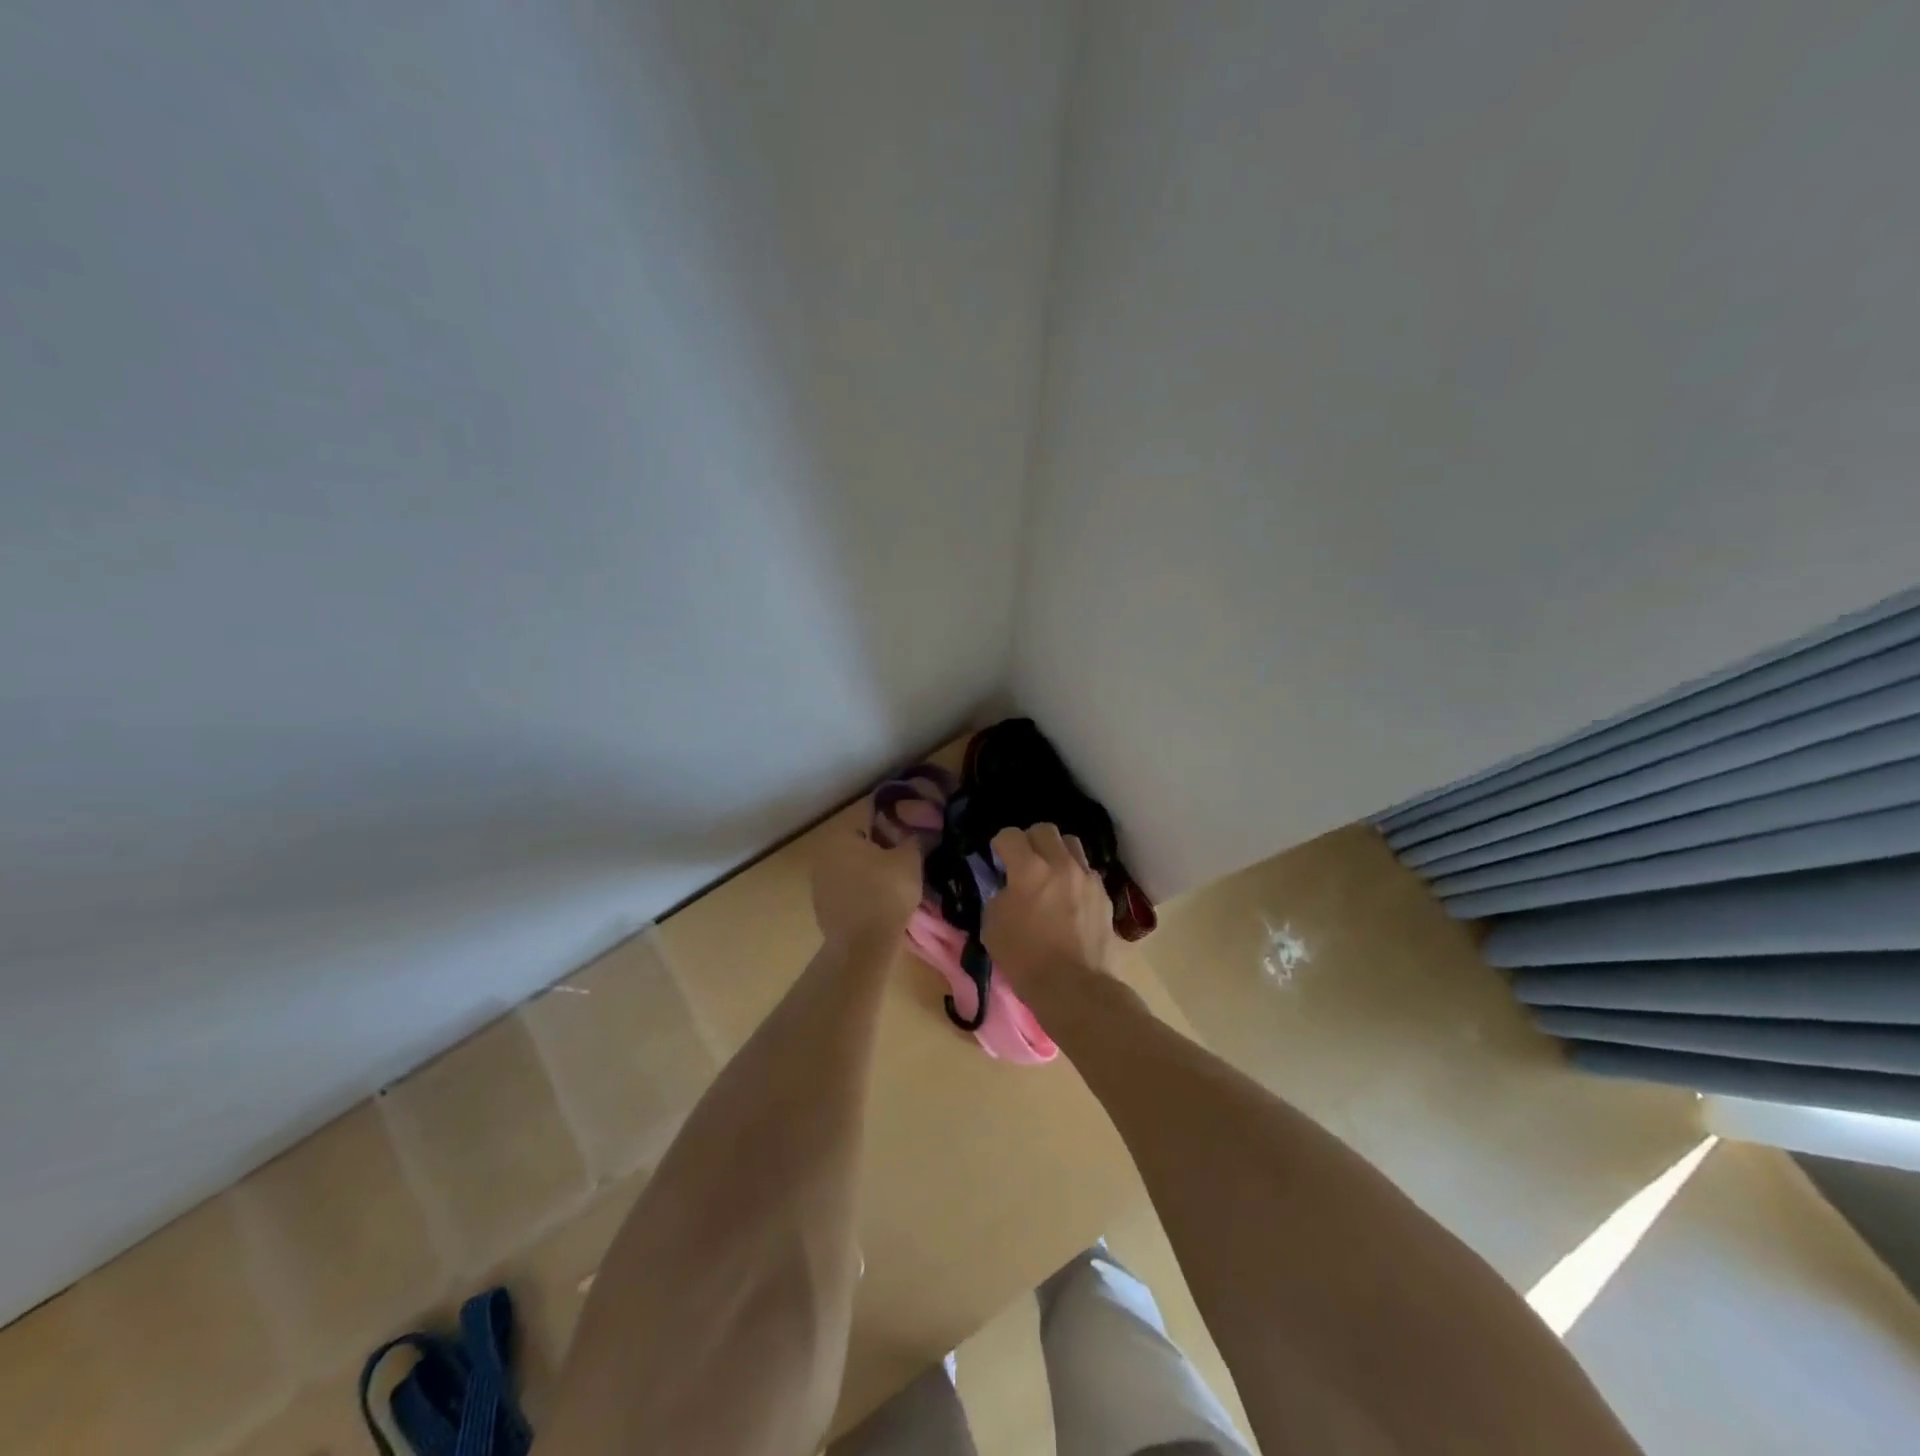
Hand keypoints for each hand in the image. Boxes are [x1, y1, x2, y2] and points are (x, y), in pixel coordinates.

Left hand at [811, 823, 923, 950]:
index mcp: (839, 836)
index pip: (870, 818)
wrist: (863, 946)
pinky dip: (862, 892)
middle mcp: (823, 855)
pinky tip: (880, 903)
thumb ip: (912, 839)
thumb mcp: (910, 860)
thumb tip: (914, 832)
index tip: (909, 836)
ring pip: (852, 868)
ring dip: (870, 872)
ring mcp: (819, 883)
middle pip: (859, 844)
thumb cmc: (886, 893)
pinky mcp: (822, 908)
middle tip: (904, 860)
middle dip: (880, 850)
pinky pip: (848, 891)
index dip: (893, 825)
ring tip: (895, 884)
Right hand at [982, 824, 1121, 999]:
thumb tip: (1009, 888)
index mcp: (1029, 870)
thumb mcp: (993, 926)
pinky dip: (1075, 876)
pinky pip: (1087, 872)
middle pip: (1045, 830)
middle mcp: (1061, 864)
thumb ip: (999, 896)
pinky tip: (1070, 897)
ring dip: (1056, 852)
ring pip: (1072, 844)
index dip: (1000, 844)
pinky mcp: (1104, 895)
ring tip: (1050, 873)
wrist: (1075, 988)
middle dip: (1030, 840)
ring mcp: (1087, 878)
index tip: (997, 859)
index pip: (1010, 835)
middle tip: (1023, 862)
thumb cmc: (1026, 959)